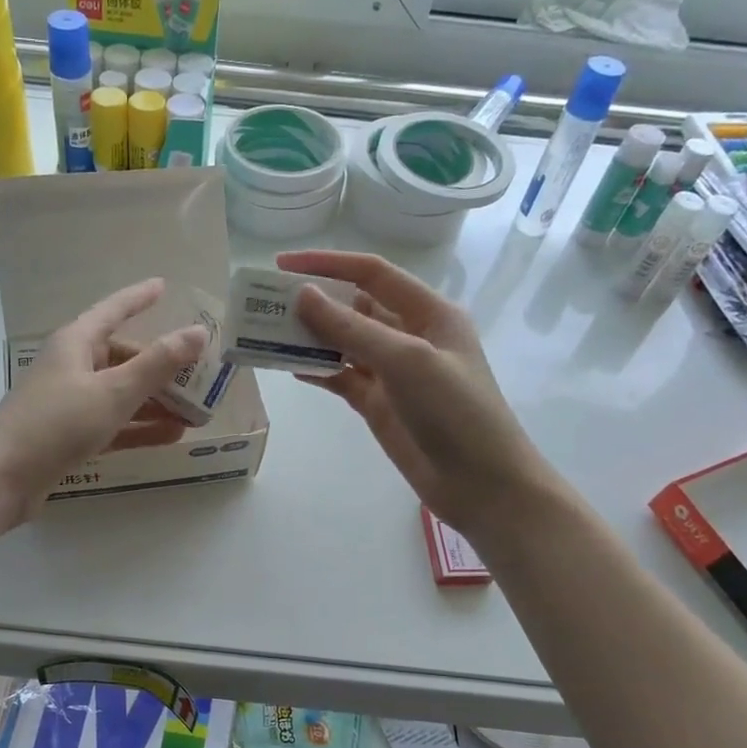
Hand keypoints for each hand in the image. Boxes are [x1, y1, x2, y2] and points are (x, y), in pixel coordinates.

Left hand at [0, 278, 208, 522]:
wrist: (2, 478)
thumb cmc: (57, 423)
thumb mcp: (114, 392)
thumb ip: (158, 364)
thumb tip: (198, 332)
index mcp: (77, 343)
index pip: (114, 310)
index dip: (139, 297)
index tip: (164, 286)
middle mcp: (73, 366)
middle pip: (124, 357)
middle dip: (162, 368)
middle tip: (201, 377)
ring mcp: (70, 402)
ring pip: (122, 394)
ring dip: (156, 402)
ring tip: (196, 413)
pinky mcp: (70, 435)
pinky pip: (114, 423)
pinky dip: (140, 427)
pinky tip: (171, 435)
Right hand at [276, 250, 545, 532]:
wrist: (480, 483)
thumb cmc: (454, 411)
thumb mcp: (406, 360)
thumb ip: (352, 327)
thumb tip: (304, 295)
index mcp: (429, 312)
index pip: (373, 273)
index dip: (329, 264)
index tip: (282, 264)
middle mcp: (410, 335)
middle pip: (355, 307)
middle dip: (314, 302)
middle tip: (266, 303)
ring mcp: (393, 372)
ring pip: (344, 343)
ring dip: (310, 337)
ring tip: (267, 333)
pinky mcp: (379, 403)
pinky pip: (341, 378)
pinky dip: (317, 371)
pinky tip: (289, 368)